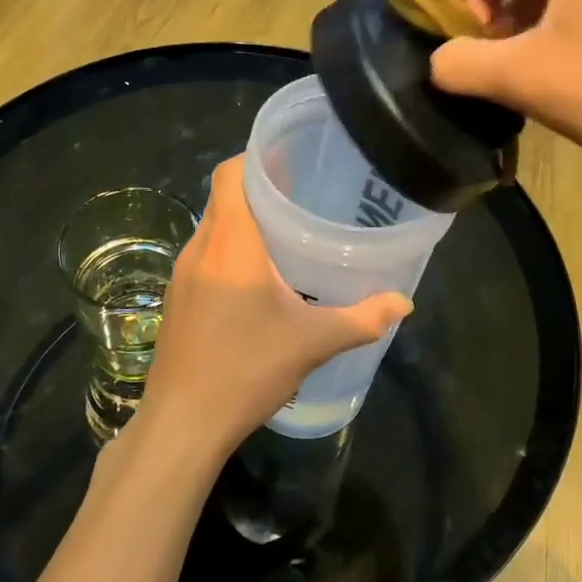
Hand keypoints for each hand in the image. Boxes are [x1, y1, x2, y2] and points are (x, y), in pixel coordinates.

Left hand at [138, 156, 411, 463]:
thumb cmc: (246, 369)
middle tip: (302, 194)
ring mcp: (182, 273)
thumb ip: (362, 318)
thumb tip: (404, 303)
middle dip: (259, 189)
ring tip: (286, 231)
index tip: (292, 160)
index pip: (231, 173)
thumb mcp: (312, 342)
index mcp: (230, 242)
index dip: (257, 158)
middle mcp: (200, 247)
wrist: (182, 423)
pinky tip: (258, 276)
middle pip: (224, 196)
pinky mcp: (177, 298)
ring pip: (213, 226)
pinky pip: (205, 254)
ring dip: (244, 221)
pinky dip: (230, 249)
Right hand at [429, 0, 581, 181]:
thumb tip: (437, 62)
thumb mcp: (520, 77)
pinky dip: (539, 34)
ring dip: (509, 21)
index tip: (430, 15)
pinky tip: (532, 73)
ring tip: (490, 61)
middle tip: (459, 41)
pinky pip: (572, 15)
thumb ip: (461, 64)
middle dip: (481, 1)